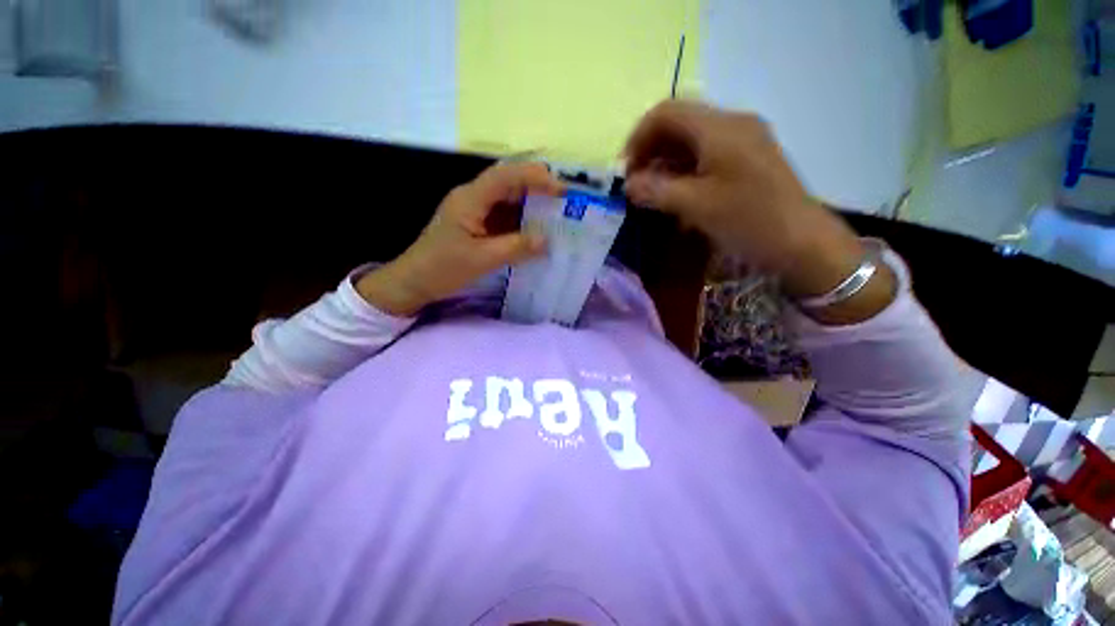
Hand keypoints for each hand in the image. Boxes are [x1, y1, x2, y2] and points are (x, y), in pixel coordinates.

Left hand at [356, 162, 563, 316]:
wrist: (414, 282)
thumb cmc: (442, 268)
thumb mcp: (482, 259)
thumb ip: (516, 247)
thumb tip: (547, 240)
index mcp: (471, 199)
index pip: (506, 176)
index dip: (535, 177)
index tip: (561, 189)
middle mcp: (474, 198)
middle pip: (509, 184)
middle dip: (538, 189)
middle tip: (566, 202)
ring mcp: (475, 212)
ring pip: (509, 201)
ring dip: (532, 206)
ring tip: (558, 216)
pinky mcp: (477, 226)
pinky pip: (504, 218)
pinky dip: (522, 223)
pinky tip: (537, 232)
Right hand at [623, 100, 894, 321]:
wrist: (802, 242)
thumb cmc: (748, 220)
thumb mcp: (696, 206)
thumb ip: (657, 191)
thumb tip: (628, 184)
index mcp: (720, 128)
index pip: (666, 112)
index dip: (638, 138)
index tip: (626, 171)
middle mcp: (733, 124)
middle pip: (679, 123)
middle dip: (651, 151)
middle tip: (637, 184)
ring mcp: (744, 140)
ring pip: (692, 140)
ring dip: (666, 162)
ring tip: (653, 192)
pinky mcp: (749, 158)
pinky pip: (707, 154)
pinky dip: (685, 170)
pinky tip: (678, 194)